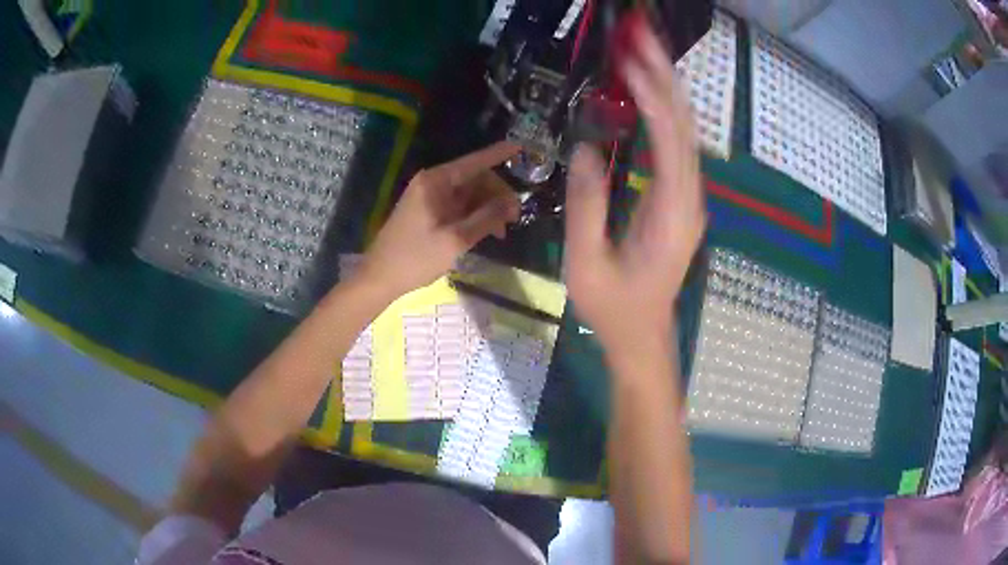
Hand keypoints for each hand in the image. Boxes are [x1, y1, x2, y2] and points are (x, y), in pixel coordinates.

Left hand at [358, 142, 520, 297]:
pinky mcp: (429, 211)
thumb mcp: (455, 239)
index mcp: (436, 182)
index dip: (500, 154)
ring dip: (488, 209)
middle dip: (497, 195)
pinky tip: (487, 232)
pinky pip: (459, 206)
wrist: (380, 277)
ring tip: (502, 232)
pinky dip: (475, 216)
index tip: (523, 148)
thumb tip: (513, 200)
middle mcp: (433, 183)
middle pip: (475, 179)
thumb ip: (486, 217)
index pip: (475, 161)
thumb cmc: (416, 257)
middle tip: (514, 218)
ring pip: (469, 194)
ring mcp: (430, 197)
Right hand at [565, 23, 705, 353]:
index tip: (629, 60)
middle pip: (684, 125)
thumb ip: (587, 202)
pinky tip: (648, 91)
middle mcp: (690, 198)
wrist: (643, 335)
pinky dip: (663, 112)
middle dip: (665, 76)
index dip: (651, 95)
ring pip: (685, 131)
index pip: (668, 139)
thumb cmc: (614, 306)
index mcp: (671, 212)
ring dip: (666, 88)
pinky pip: (676, 145)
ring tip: (643, 51)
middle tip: (641, 37)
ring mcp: (689, 198)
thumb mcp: (586, 261)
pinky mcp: (681, 199)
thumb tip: (586, 145)